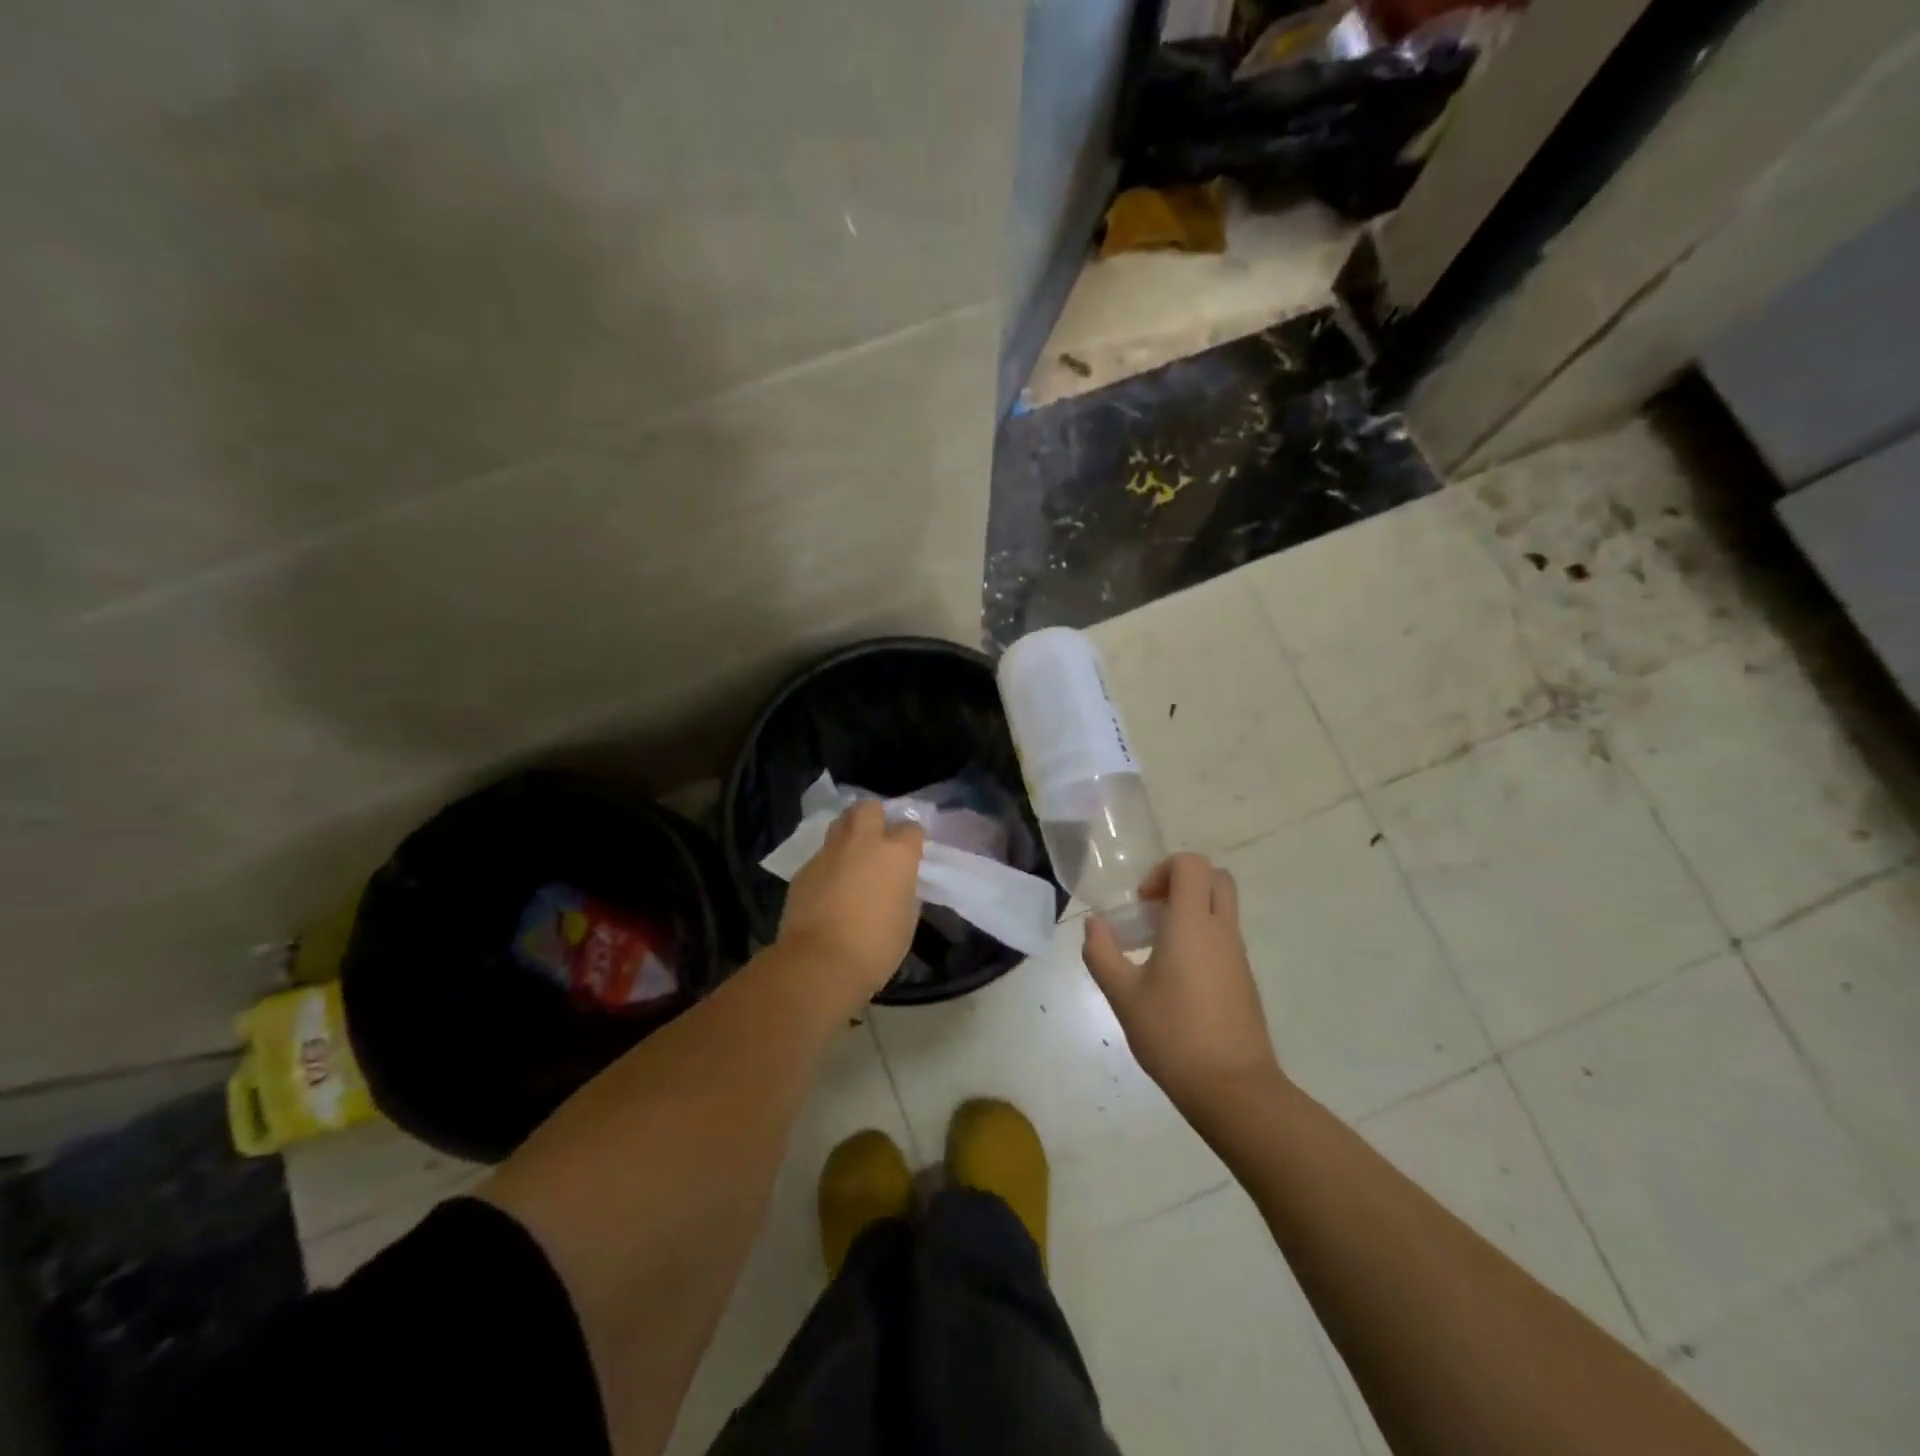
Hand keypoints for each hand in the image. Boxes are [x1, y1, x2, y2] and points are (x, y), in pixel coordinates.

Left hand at [777, 800, 925, 1005]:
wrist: (819, 963)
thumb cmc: (876, 947)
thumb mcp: (906, 919)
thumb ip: (904, 890)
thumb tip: (896, 883)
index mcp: (896, 853)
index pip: (911, 828)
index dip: (911, 840)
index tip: (911, 854)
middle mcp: (863, 842)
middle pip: (869, 807)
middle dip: (875, 817)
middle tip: (878, 840)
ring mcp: (829, 853)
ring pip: (840, 824)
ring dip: (849, 834)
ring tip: (853, 858)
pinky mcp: (804, 869)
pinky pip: (821, 855)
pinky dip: (829, 863)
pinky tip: (830, 886)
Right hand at [1082, 853, 1282, 1114]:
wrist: (1233, 1089)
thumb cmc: (1173, 1035)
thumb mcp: (1123, 996)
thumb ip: (1102, 954)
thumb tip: (1094, 925)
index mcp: (1192, 924)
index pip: (1191, 864)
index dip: (1163, 870)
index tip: (1142, 903)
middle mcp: (1221, 931)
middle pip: (1215, 878)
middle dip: (1182, 882)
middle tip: (1152, 912)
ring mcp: (1238, 956)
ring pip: (1222, 909)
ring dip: (1191, 912)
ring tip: (1156, 949)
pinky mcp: (1244, 980)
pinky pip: (1224, 939)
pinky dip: (1201, 939)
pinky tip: (1176, 979)